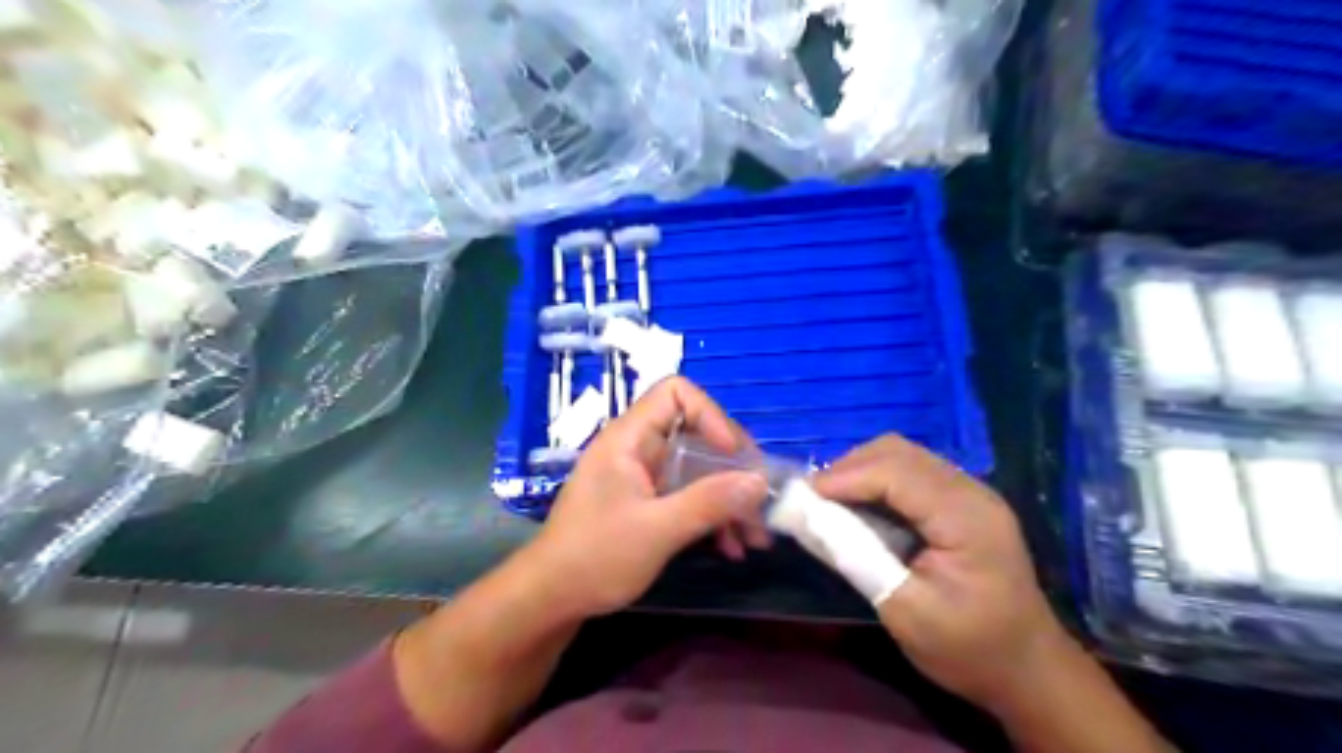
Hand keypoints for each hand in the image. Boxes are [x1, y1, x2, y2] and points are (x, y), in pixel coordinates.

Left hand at [518, 380, 771, 619]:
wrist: (550, 600)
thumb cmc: (596, 557)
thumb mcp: (658, 530)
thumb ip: (709, 503)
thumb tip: (760, 482)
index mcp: (630, 438)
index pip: (675, 393)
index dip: (711, 416)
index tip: (734, 456)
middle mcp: (638, 449)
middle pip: (695, 433)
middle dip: (732, 468)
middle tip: (760, 500)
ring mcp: (642, 477)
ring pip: (697, 470)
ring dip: (728, 499)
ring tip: (755, 536)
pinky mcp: (646, 504)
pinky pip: (688, 496)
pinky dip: (711, 516)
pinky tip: (731, 548)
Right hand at [805, 433, 1069, 707]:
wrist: (1028, 670)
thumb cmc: (968, 648)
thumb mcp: (905, 612)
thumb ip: (857, 559)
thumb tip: (810, 519)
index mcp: (966, 517)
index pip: (896, 473)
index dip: (846, 476)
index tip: (804, 495)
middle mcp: (971, 492)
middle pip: (899, 452)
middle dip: (850, 467)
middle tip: (815, 497)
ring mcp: (970, 493)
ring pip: (904, 456)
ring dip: (862, 471)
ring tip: (831, 500)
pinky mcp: (963, 502)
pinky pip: (912, 473)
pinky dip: (878, 481)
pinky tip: (861, 505)